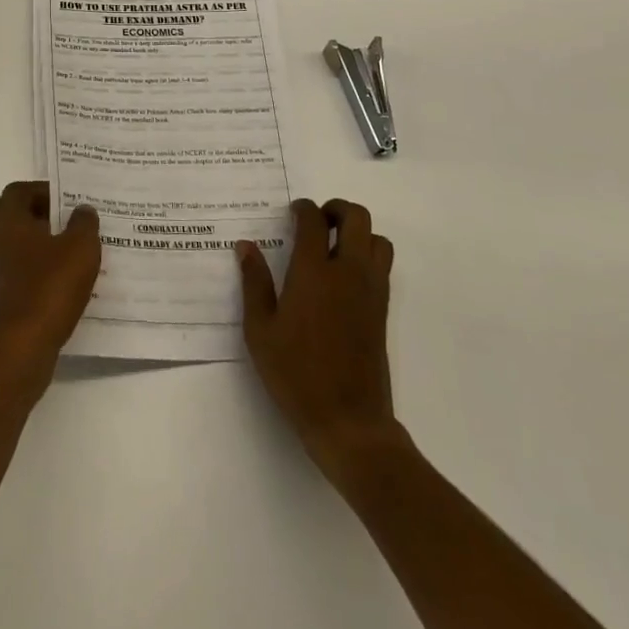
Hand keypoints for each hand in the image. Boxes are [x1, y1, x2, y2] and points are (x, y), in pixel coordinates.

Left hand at [0, 181, 100, 387]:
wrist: (19, 344)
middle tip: (41, 220)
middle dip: (12, 210)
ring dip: (6, 238)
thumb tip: (82, 209)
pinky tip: (34, 276)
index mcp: (6, 217)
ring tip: (38, 248)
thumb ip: (83, 223)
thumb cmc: (49, 287)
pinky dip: (7, 266)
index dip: (40, 191)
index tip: (62, 200)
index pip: (17, 190)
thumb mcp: (81, 249)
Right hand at [238, 199, 404, 491]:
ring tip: (333, 245)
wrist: (348, 420)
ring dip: (358, 232)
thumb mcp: (260, 330)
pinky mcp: (382, 310)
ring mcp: (371, 290)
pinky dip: (367, 255)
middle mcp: (348, 272)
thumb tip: (245, 246)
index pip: (314, 221)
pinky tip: (343, 276)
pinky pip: (382, 265)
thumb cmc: (295, 374)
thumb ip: (254, 283)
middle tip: (317, 221)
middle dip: (337, 209)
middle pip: (356, 218)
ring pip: (378, 239)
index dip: (303, 208)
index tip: (293, 211)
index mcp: (314, 273)